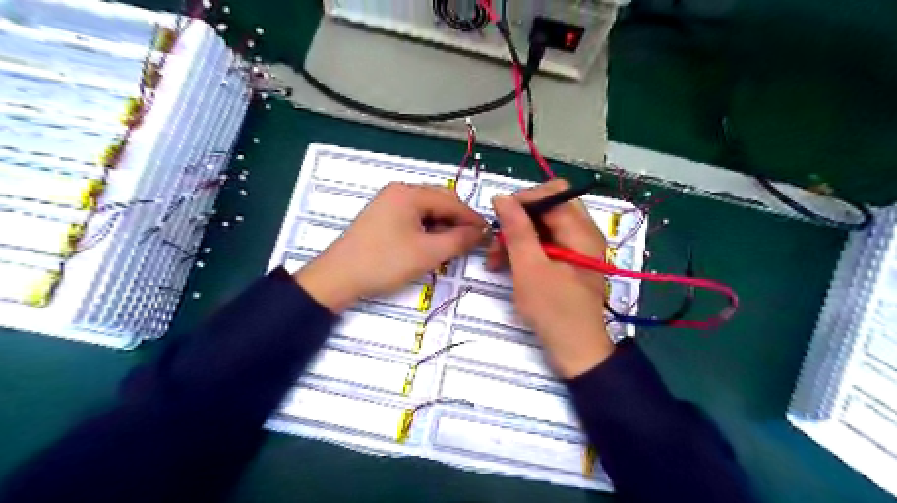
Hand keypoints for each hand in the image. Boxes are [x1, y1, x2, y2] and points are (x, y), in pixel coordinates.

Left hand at [298, 182, 487, 314]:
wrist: (339, 277)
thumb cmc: (384, 262)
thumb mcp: (428, 253)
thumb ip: (459, 240)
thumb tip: (481, 232)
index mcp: (409, 193)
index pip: (451, 201)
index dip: (472, 219)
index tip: (489, 235)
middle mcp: (399, 191)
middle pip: (440, 202)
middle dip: (457, 222)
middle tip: (470, 243)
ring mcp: (389, 203)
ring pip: (428, 211)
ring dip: (443, 227)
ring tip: (451, 247)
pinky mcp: (383, 217)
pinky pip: (414, 218)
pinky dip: (428, 230)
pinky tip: (431, 245)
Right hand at [487, 180, 612, 378]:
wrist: (576, 352)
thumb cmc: (554, 311)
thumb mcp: (530, 269)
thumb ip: (517, 231)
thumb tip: (502, 197)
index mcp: (581, 231)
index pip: (552, 193)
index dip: (523, 200)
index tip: (498, 220)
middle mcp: (582, 233)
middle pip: (546, 208)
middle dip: (517, 221)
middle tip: (495, 242)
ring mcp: (575, 248)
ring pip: (541, 226)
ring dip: (516, 238)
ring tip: (494, 260)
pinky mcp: (567, 262)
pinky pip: (543, 244)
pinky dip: (524, 251)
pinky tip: (506, 266)